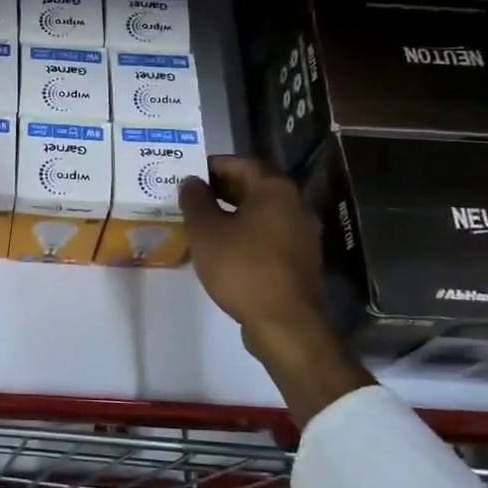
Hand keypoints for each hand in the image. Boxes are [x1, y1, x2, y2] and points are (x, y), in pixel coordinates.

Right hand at [179, 156, 371, 424]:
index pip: (240, 163)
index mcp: (275, 189)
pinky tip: (222, 249)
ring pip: (260, 213)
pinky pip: (267, 236)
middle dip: (220, 190)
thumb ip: (195, 200)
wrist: (285, 323)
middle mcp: (294, 205)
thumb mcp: (206, 231)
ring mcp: (301, 234)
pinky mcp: (299, 260)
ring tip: (200, 224)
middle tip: (189, 199)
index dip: (211, 166)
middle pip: (253, 187)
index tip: (186, 176)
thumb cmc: (242, 268)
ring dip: (231, 214)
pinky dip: (244, 234)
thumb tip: (191, 182)